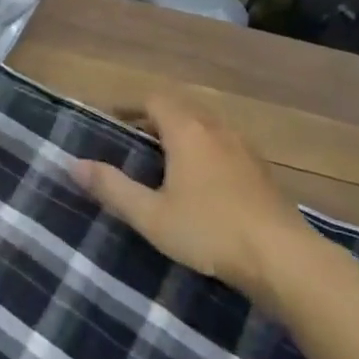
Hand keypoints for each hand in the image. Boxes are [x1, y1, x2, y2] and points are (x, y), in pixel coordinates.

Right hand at [71, 95, 306, 303]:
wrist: (285, 260)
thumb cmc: (210, 231)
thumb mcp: (151, 215)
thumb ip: (112, 188)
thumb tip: (73, 164)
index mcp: (187, 130)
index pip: (154, 99)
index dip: (131, 105)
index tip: (112, 121)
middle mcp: (217, 129)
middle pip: (182, 108)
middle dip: (156, 118)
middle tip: (135, 141)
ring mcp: (245, 149)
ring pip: (207, 126)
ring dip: (184, 133)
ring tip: (166, 160)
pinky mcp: (262, 172)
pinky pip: (225, 146)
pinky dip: (207, 150)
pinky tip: (204, 183)